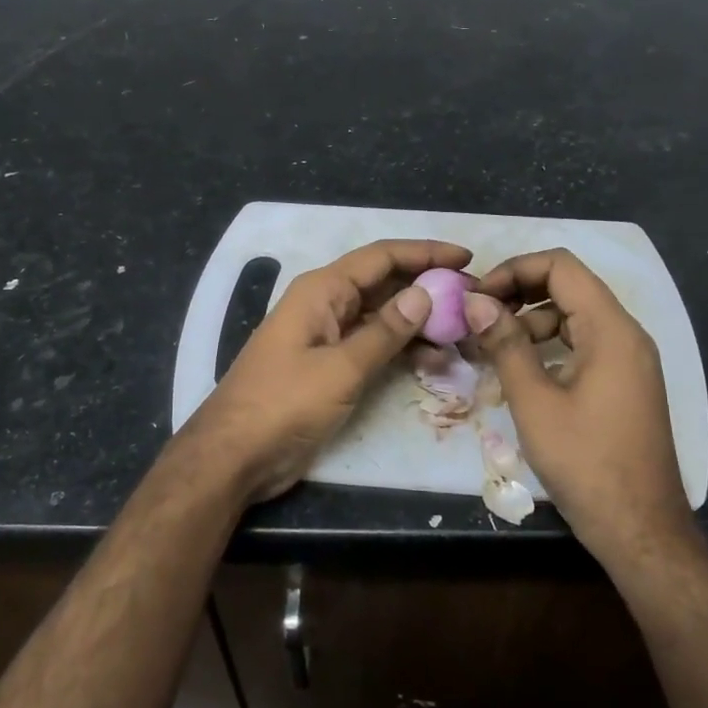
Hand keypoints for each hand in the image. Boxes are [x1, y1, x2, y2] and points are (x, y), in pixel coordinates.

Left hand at [180, 239, 471, 502]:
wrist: (234, 455)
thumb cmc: (283, 404)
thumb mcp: (340, 369)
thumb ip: (384, 332)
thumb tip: (424, 294)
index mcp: (322, 290)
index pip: (381, 257)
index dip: (425, 252)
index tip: (467, 257)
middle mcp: (326, 304)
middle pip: (384, 283)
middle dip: (428, 287)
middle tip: (473, 299)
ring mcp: (327, 335)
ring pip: (381, 315)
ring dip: (419, 321)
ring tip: (462, 333)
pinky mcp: (329, 365)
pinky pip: (372, 344)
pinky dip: (401, 348)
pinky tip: (433, 361)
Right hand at [464, 249, 697, 574]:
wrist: (640, 530)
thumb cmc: (586, 463)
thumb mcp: (534, 402)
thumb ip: (505, 343)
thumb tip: (475, 301)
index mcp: (611, 329)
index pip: (561, 266)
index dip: (514, 270)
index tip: (478, 296)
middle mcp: (626, 335)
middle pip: (568, 287)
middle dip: (518, 293)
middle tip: (476, 316)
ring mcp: (628, 360)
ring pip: (573, 316)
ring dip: (530, 321)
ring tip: (489, 345)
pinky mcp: (623, 384)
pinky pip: (582, 344)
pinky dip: (548, 346)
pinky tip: (518, 369)